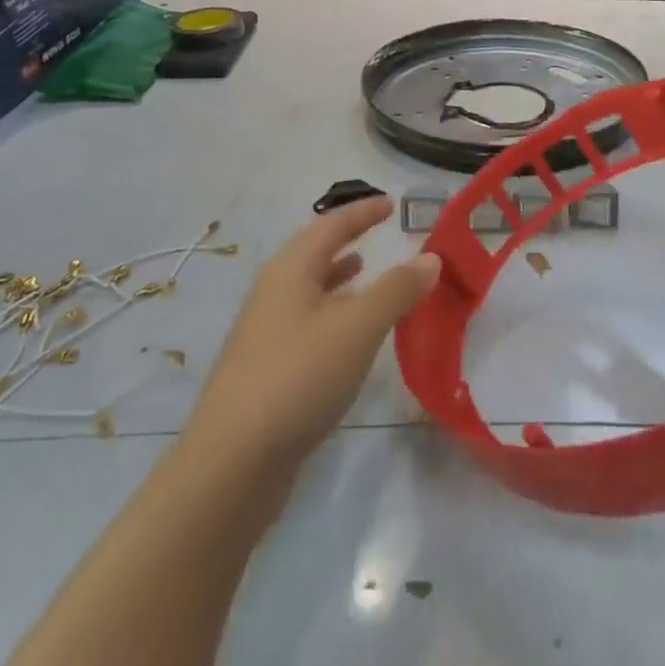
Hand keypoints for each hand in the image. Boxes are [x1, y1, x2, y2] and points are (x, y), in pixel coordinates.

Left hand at [182, 199, 437, 480]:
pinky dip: (333, 314)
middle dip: (346, 240)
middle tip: (379, 234)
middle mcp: (273, 294)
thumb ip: (396, 290)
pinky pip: (307, 324)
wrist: (233, 462)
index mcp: (289, 272)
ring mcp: (266, 334)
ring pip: (309, 291)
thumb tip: (430, 257)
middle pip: (312, 254)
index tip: (390, 203)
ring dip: (338, 278)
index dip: (362, 212)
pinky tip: (350, 336)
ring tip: (366, 272)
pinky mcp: (268, 370)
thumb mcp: (357, 327)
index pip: (330, 226)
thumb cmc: (299, 377)